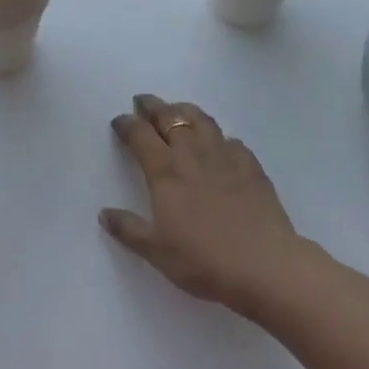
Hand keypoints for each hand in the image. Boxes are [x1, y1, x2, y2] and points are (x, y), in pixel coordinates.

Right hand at [101, 94, 305, 313]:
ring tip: (176, 110)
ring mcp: (224, 154)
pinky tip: (218, 145)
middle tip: (143, 102)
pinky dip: (217, 136)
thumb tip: (104, 214)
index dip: (127, 124)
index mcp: (165, 170)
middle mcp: (192, 152)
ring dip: (183, 110)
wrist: (264, 266)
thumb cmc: (204, 260)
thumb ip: (129, 230)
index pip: (140, 134)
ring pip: (200, 119)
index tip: (119, 120)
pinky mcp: (250, 164)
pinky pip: (229, 139)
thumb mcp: (157, 252)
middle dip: (152, 106)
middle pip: (169, 116)